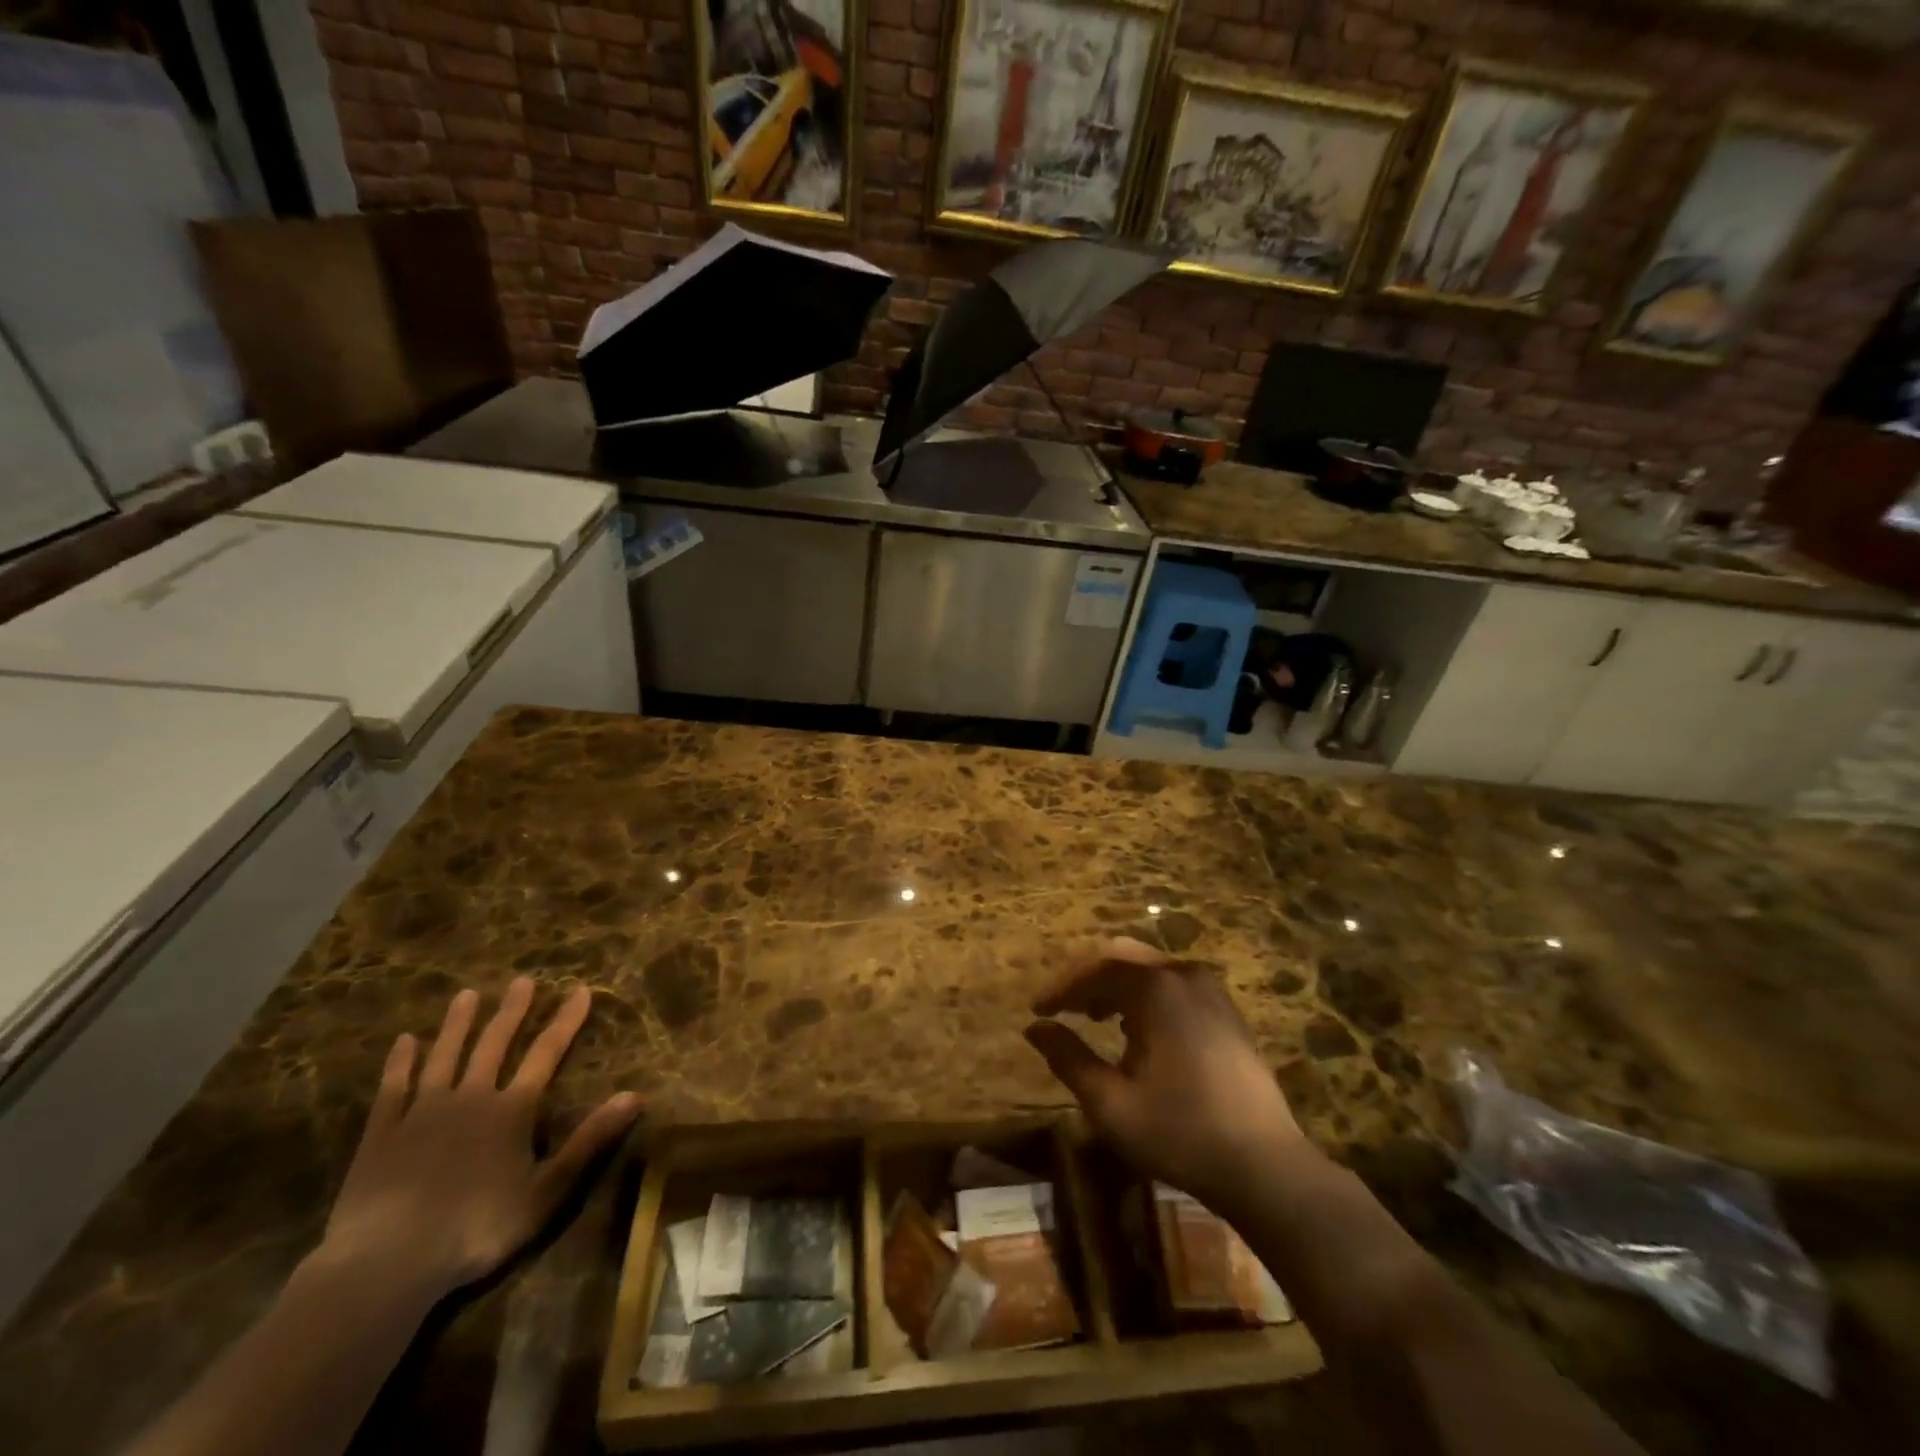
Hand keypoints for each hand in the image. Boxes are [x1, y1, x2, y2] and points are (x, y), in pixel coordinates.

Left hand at [320, 979, 640, 1299]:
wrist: (385, 1264)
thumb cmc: (476, 1229)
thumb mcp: (547, 1191)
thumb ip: (589, 1140)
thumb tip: (635, 1095)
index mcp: (511, 1110)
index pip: (546, 1053)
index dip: (566, 1020)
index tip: (580, 989)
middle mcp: (470, 1098)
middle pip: (494, 1044)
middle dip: (511, 1011)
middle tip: (521, 981)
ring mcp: (421, 1113)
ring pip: (444, 1056)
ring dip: (457, 1025)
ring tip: (466, 995)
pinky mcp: (381, 1134)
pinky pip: (392, 1088)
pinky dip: (400, 1063)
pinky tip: (404, 1042)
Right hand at [1025, 938, 1307, 1212]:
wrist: (1265, 1166)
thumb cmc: (1180, 1132)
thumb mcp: (1111, 1103)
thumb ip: (1069, 1058)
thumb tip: (1035, 1029)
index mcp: (1156, 988)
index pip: (1096, 969)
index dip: (1061, 987)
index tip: (1037, 1010)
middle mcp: (1184, 975)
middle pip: (1123, 957)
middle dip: (1088, 978)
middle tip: (1062, 1007)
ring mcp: (1211, 991)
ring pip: (1150, 969)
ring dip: (1116, 986)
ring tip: (1094, 1017)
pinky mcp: (1226, 1012)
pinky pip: (1174, 985)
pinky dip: (1145, 995)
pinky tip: (1136, 1029)